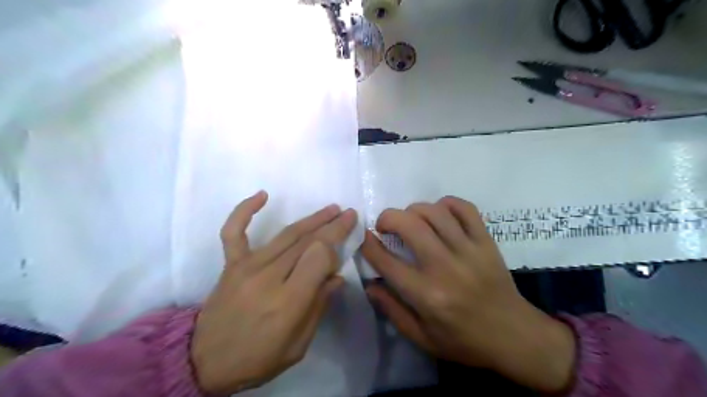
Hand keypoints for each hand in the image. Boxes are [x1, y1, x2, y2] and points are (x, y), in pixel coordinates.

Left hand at [189, 190, 358, 394]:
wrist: (205, 361)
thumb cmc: (258, 357)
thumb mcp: (298, 345)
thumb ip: (319, 307)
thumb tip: (336, 277)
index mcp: (288, 301)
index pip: (319, 257)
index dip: (334, 251)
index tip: (341, 254)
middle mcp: (268, 277)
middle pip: (307, 242)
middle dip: (333, 226)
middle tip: (349, 214)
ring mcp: (247, 266)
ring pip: (286, 234)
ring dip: (312, 219)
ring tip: (331, 209)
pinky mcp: (231, 263)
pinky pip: (234, 231)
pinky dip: (246, 210)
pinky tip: (263, 194)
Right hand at [361, 196, 576, 392]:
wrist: (515, 336)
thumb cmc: (464, 341)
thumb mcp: (422, 338)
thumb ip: (391, 310)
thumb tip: (369, 284)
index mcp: (426, 295)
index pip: (386, 261)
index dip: (368, 244)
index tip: (364, 236)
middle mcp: (445, 267)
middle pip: (409, 225)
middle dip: (388, 218)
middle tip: (385, 226)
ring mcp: (469, 251)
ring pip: (434, 212)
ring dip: (414, 210)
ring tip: (411, 221)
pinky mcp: (486, 242)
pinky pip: (465, 208)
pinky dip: (447, 204)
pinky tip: (439, 213)